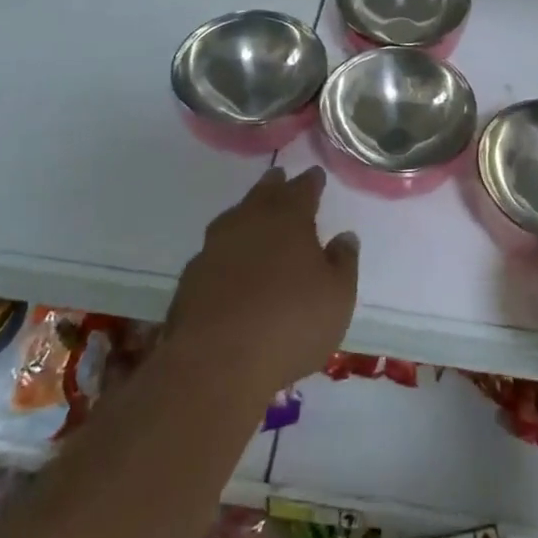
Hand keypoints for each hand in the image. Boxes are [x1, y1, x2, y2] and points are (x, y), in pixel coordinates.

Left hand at [166, 166, 358, 395]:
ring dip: (247, 212)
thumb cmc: (290, 323)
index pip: (303, 189)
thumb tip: (345, 237)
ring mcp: (215, 247)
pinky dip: (227, 249)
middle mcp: (250, 221)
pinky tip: (230, 262)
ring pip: (235, 217)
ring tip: (254, 216)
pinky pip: (215, 250)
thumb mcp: (338, 297)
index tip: (316, 175)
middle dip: (274, 185)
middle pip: (264, 193)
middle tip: (280, 178)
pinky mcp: (191, 277)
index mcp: (289, 218)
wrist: (216, 362)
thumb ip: (343, 262)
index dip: (311, 182)